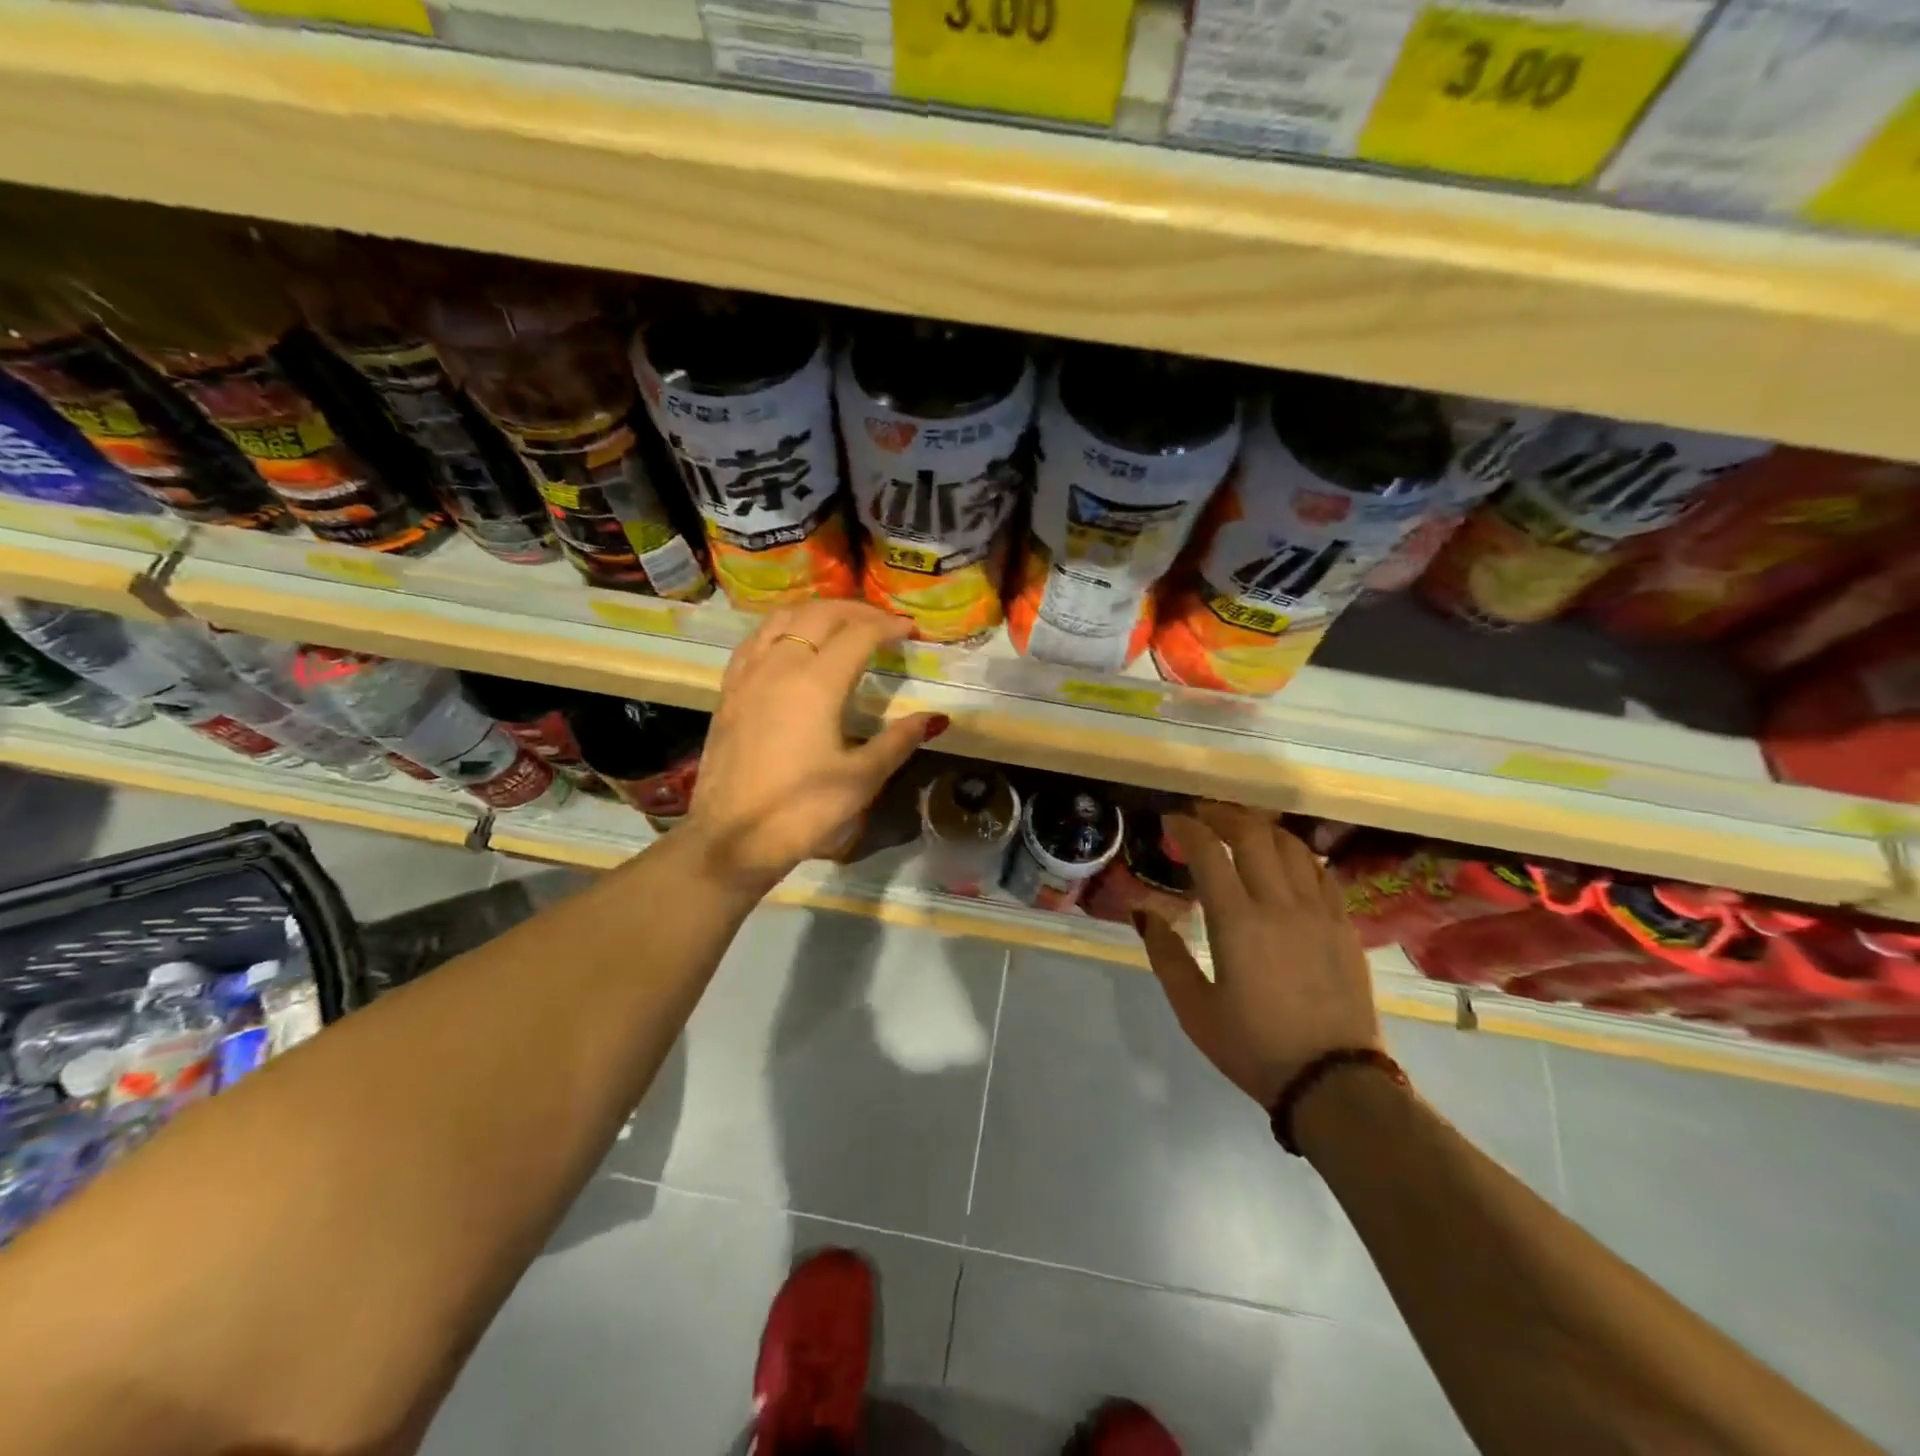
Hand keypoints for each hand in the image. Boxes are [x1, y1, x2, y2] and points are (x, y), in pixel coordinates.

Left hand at [684, 600, 943, 892]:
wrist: (731, 839)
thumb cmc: (802, 812)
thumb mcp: (861, 780)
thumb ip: (898, 741)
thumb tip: (934, 719)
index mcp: (816, 684)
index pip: (858, 635)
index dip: (888, 627)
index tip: (910, 630)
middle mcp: (779, 666)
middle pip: (819, 615)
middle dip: (856, 611)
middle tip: (882, 624)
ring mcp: (748, 675)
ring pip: (782, 618)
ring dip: (817, 612)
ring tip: (841, 624)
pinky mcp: (729, 690)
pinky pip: (756, 639)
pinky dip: (782, 627)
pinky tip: (792, 643)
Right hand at [1135, 803, 1380, 1108]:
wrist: (1334, 1083)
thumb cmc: (1254, 1047)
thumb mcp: (1194, 1009)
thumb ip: (1165, 955)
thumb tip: (1142, 913)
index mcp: (1237, 923)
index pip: (1209, 852)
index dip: (1187, 827)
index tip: (1171, 820)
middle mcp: (1279, 905)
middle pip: (1252, 835)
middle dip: (1223, 815)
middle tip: (1202, 816)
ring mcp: (1318, 912)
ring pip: (1291, 846)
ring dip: (1261, 828)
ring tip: (1240, 829)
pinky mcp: (1344, 925)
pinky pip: (1321, 871)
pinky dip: (1296, 854)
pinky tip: (1284, 861)